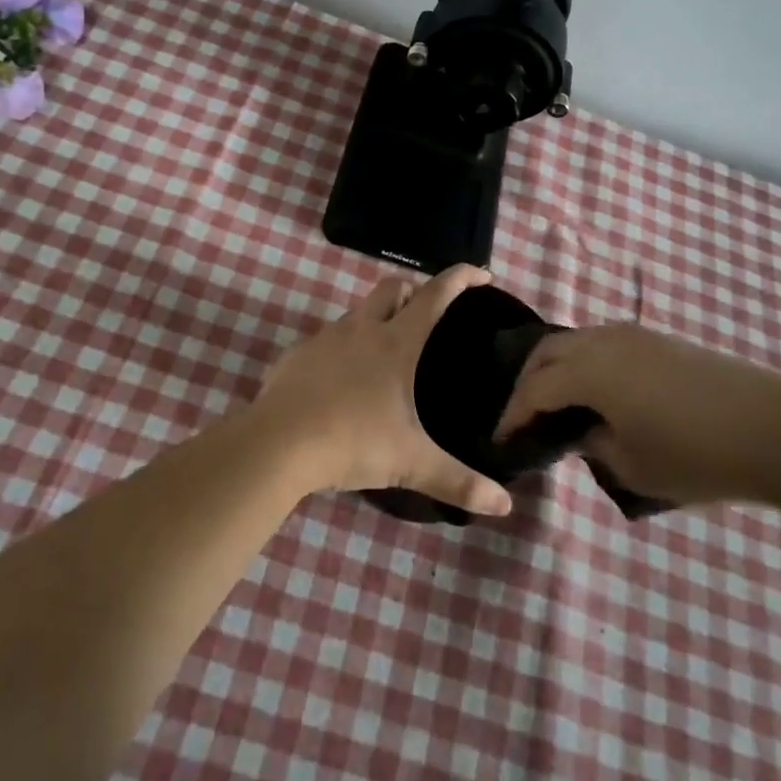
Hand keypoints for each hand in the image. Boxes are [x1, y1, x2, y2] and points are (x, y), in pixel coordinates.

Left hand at [251, 267, 512, 516]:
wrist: (275, 445)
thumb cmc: (351, 443)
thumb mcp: (410, 464)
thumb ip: (458, 482)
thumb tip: (504, 506)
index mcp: (395, 343)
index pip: (434, 295)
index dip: (459, 278)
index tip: (481, 274)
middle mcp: (361, 329)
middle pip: (392, 288)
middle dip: (414, 289)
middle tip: (429, 311)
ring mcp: (325, 338)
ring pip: (358, 311)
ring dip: (377, 317)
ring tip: (388, 351)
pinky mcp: (297, 355)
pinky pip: (327, 339)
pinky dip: (344, 346)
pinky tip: (343, 379)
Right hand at [495, 324, 780, 505]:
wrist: (778, 431)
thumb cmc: (697, 456)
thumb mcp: (633, 467)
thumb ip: (595, 445)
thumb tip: (586, 432)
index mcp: (591, 371)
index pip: (536, 389)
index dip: (514, 414)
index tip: (502, 438)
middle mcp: (605, 341)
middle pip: (548, 352)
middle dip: (528, 383)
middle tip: (524, 416)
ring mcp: (636, 335)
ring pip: (577, 341)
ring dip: (558, 368)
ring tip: (558, 402)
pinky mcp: (662, 340)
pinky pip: (605, 343)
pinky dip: (586, 363)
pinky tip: (599, 391)